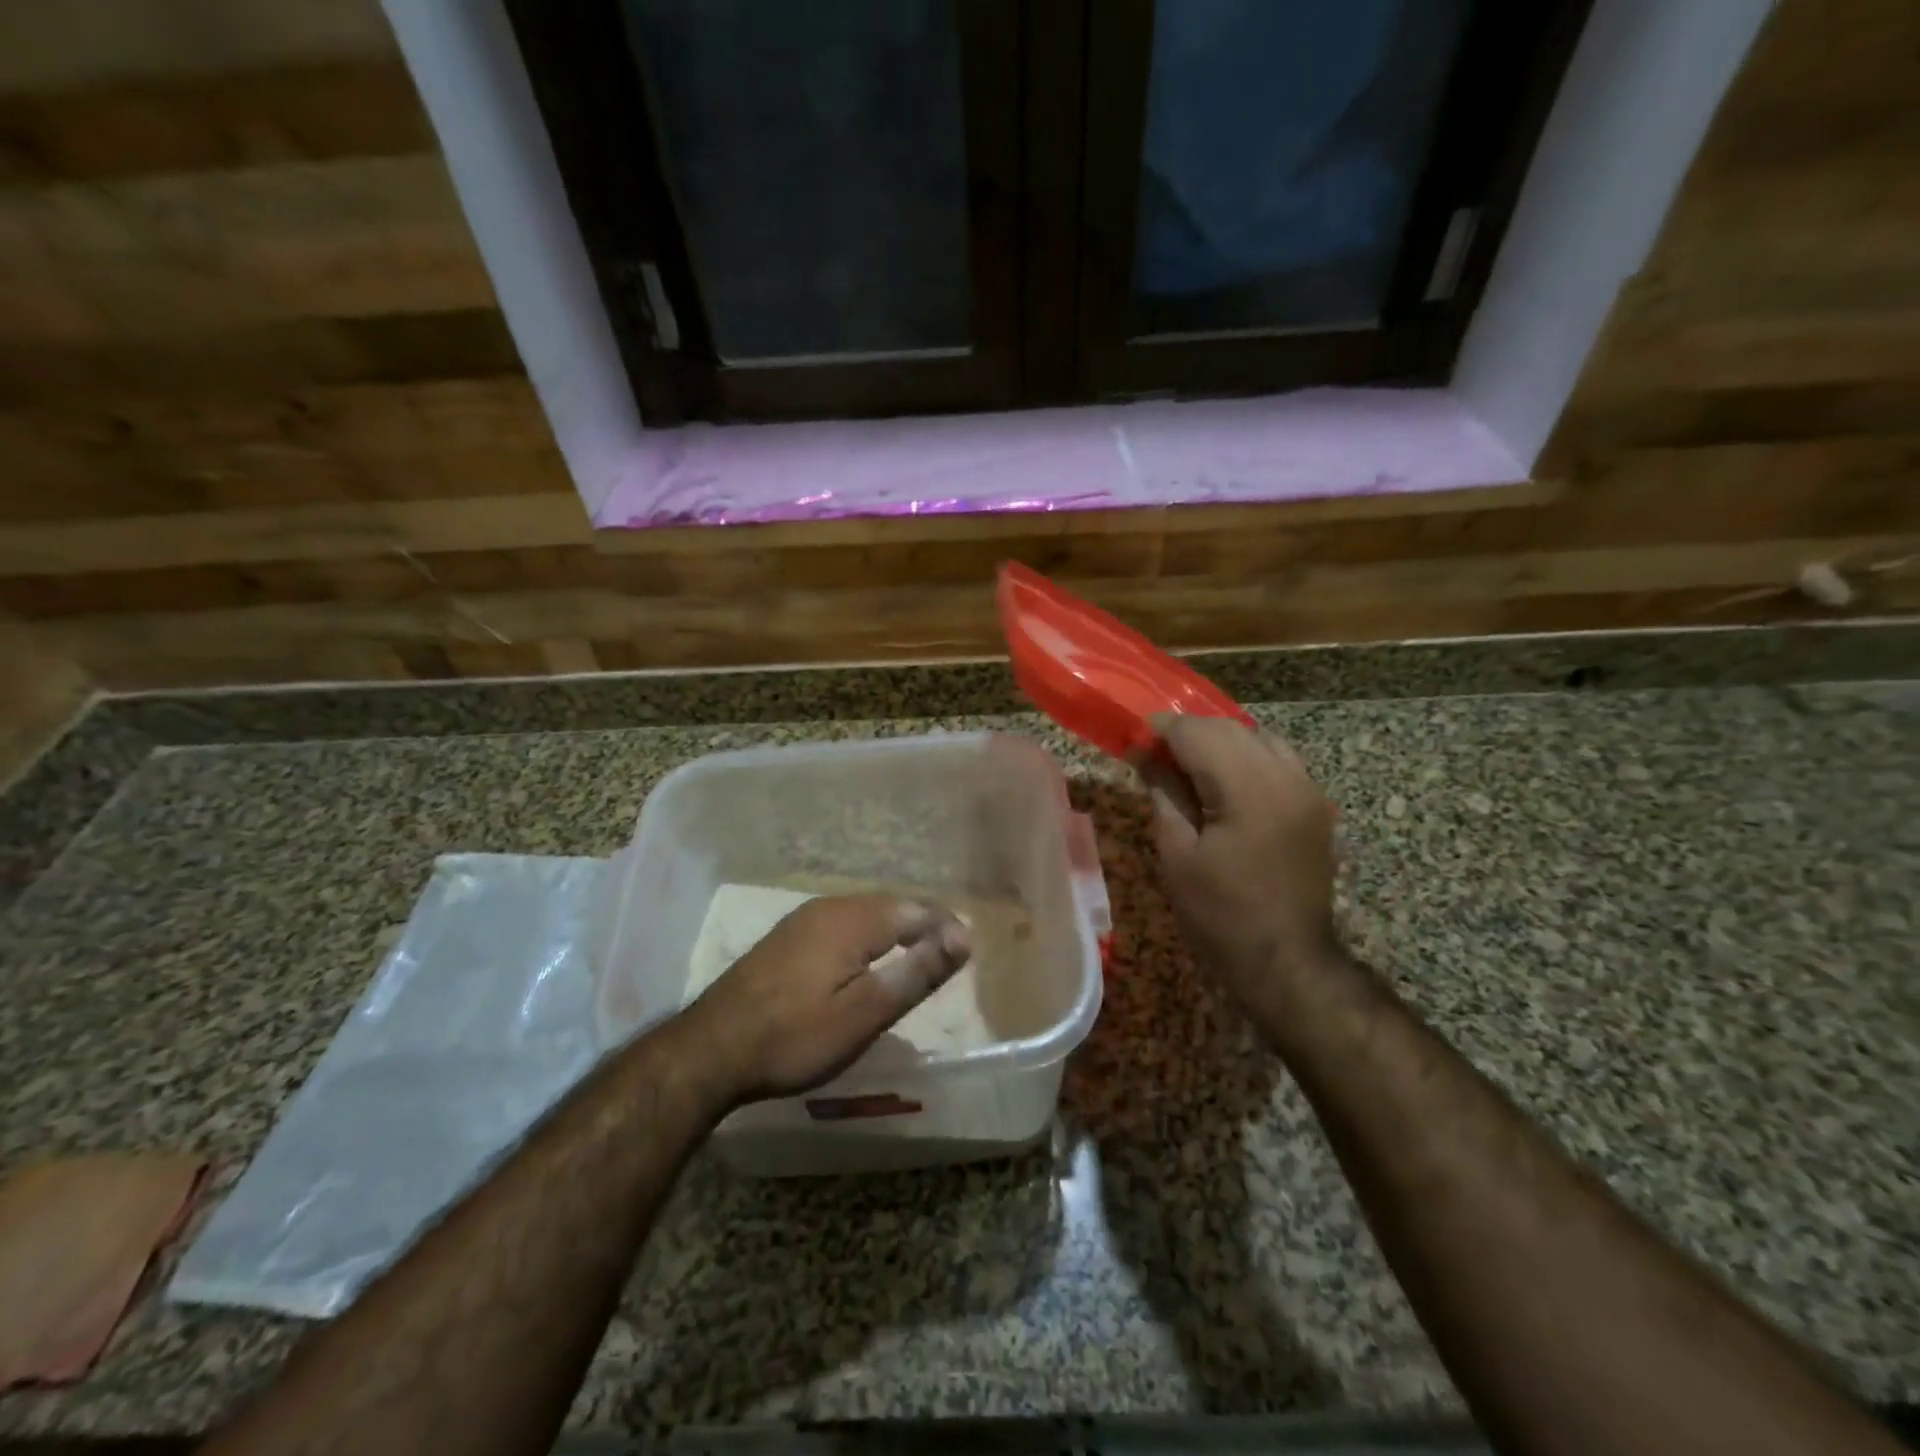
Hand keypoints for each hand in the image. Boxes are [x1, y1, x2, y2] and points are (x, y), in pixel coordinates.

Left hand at [669, 895, 971, 1107]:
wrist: (710, 1050)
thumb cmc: (794, 1037)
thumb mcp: (864, 1013)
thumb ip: (915, 972)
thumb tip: (962, 937)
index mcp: (853, 919)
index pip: (917, 910)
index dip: (946, 928)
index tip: (968, 953)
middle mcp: (830, 907)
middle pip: (891, 906)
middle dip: (924, 924)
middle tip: (948, 954)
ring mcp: (803, 919)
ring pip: (865, 913)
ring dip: (896, 929)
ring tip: (916, 955)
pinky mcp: (786, 937)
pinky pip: (842, 924)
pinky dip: (867, 937)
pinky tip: (865, 959)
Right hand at [1138, 713, 1339, 1021]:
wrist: (1287, 960)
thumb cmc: (1221, 914)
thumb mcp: (1178, 855)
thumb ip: (1164, 794)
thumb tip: (1146, 755)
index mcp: (1249, 790)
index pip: (1199, 733)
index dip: (1162, 731)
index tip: (1135, 740)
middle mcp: (1286, 777)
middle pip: (1230, 728)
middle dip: (1189, 733)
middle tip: (1155, 755)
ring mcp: (1308, 789)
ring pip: (1258, 738)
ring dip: (1220, 742)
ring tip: (1189, 768)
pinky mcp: (1316, 805)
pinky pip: (1279, 759)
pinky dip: (1247, 757)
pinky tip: (1226, 783)